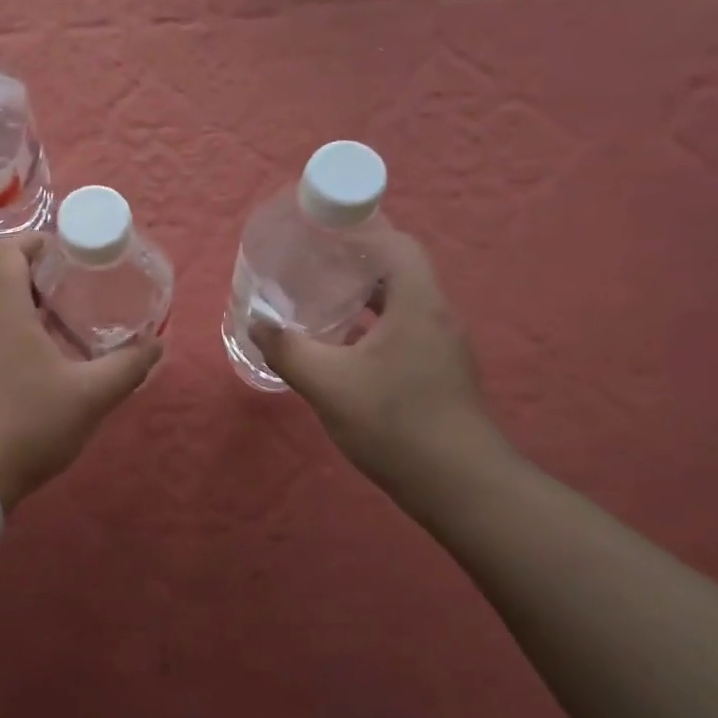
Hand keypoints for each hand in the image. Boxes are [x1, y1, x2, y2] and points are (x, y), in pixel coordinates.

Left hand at [0, 233, 161, 509]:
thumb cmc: (28, 421)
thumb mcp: (91, 394)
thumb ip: (128, 367)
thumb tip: (158, 345)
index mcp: (4, 309)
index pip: (8, 252)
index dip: (37, 242)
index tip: (69, 250)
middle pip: (8, 279)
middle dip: (46, 277)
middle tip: (86, 285)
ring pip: (4, 312)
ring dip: (37, 309)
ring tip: (77, 321)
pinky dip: (25, 335)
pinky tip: (55, 361)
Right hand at [249, 229, 506, 496]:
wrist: (459, 486)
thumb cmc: (395, 423)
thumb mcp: (328, 384)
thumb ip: (287, 348)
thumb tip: (257, 320)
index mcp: (417, 304)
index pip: (397, 245)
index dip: (363, 231)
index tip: (324, 233)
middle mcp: (437, 316)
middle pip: (399, 271)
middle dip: (356, 264)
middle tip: (313, 266)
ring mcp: (444, 347)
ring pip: (403, 304)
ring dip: (366, 298)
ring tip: (324, 302)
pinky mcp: (442, 372)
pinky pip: (406, 331)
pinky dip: (376, 327)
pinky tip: (346, 349)